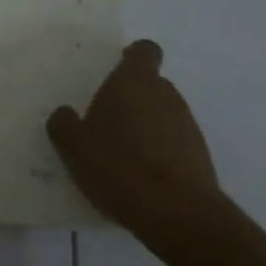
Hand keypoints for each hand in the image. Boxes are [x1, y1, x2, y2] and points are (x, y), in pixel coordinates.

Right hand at [47, 40, 221, 245]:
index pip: (145, 51)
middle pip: (153, 84)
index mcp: (135, 81)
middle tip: (111, 121)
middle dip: (135, 97)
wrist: (178, 215)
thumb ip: (63, 124)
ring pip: (165, 114)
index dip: (134, 56)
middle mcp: (166, 95)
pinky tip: (145, 179)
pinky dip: (163, 153)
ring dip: (149, 126)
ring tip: (127, 156)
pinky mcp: (202, 158)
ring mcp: (188, 126)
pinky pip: (177, 144)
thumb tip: (64, 114)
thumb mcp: (74, 146)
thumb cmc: (119, 166)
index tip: (120, 67)